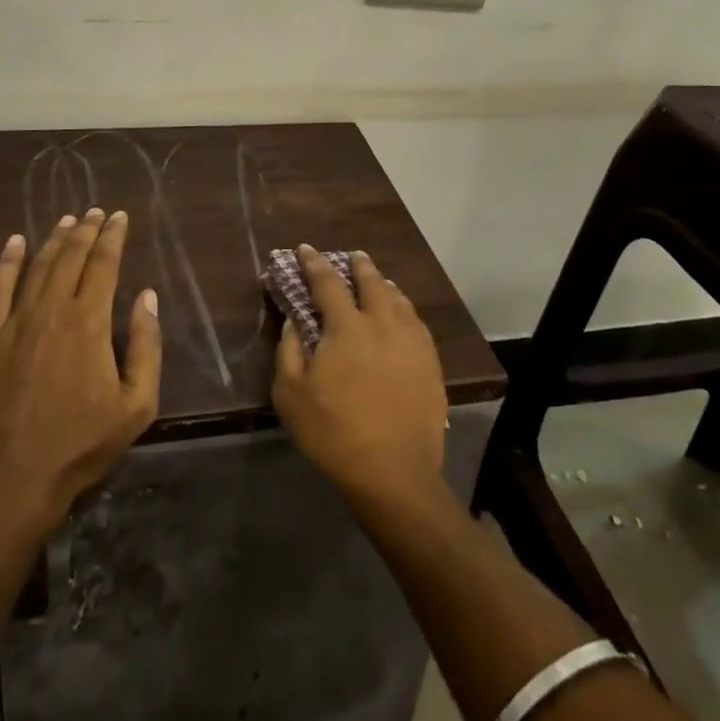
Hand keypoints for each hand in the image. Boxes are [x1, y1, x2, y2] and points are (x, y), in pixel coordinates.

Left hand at [0, 210, 161, 530]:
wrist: (13, 482)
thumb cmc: (82, 445)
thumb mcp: (137, 404)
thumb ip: (146, 345)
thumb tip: (147, 297)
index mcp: (90, 323)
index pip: (104, 265)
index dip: (113, 237)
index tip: (120, 217)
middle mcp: (52, 312)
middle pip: (71, 258)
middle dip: (87, 231)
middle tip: (97, 211)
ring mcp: (16, 324)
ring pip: (38, 267)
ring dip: (54, 240)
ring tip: (68, 220)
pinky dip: (6, 263)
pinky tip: (14, 243)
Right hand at [272, 247, 447, 504]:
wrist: (394, 471)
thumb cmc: (334, 432)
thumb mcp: (291, 394)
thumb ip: (289, 350)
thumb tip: (294, 321)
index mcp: (347, 326)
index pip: (327, 283)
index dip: (314, 264)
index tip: (305, 250)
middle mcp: (383, 323)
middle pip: (371, 282)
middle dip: (359, 266)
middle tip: (352, 256)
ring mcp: (411, 341)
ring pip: (398, 299)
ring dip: (384, 284)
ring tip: (379, 281)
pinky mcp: (430, 362)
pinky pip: (416, 322)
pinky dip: (405, 309)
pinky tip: (403, 315)